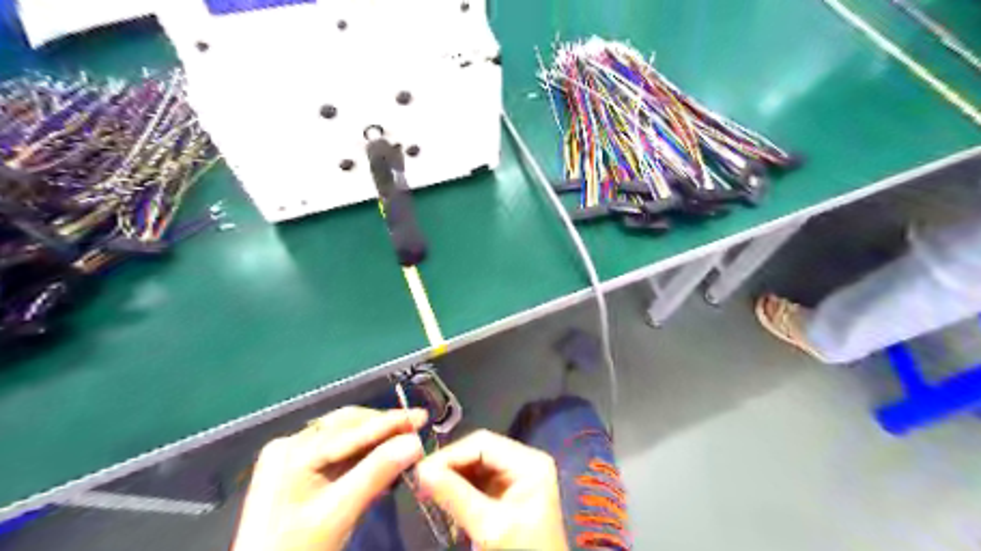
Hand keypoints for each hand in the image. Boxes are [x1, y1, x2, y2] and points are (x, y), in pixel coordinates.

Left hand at [232, 405, 429, 550]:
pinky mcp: (294, 472)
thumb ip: (377, 473)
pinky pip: (336, 453)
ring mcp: (289, 458)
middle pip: (347, 426)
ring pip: (344, 437)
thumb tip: (415, 442)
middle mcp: (289, 445)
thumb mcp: (338, 513)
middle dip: (383, 428)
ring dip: (375, 441)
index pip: (352, 429)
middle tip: (416, 430)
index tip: (422, 417)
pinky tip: (380, 460)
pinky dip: (361, 456)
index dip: (391, 422)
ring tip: (404, 443)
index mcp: (292, 451)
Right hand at [418, 430, 570, 550]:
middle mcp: (524, 460)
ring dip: (451, 477)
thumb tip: (421, 471)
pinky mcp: (507, 491)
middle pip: (478, 451)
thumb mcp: (489, 527)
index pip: (482, 443)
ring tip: (426, 491)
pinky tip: (442, 498)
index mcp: (529, 462)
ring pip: (475, 464)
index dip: (450, 454)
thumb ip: (455, 496)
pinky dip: (459, 488)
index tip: (421, 471)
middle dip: (449, 465)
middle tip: (420, 482)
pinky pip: (477, 480)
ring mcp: (516, 475)